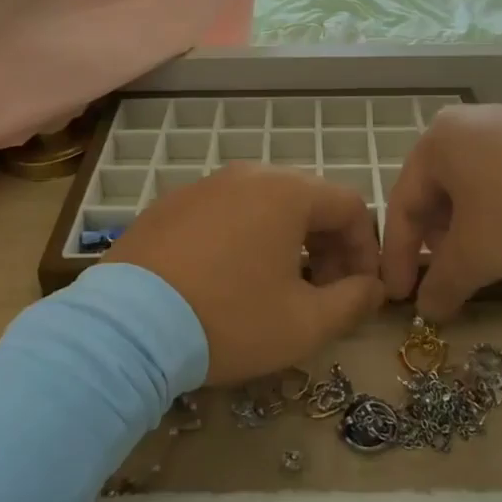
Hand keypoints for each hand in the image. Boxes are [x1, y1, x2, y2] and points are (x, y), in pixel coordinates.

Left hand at [103, 165, 384, 384]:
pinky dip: (242, 239)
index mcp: (287, 192)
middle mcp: (247, 174)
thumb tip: (373, 288)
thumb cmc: (229, 319)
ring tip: (275, 287)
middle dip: (327, 246)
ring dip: (285, 242)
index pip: (350, 206)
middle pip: (307, 201)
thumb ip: (353, 301)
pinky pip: (224, 213)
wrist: (127, 326)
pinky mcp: (169, 204)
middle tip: (322, 292)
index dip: (365, 249)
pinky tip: (226, 280)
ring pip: (264, 205)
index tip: (359, 291)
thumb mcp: (304, 323)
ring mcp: (203, 185)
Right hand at [381, 105, 501, 317]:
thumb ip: (443, 284)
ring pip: (473, 185)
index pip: (403, 204)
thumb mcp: (477, 255)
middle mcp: (469, 123)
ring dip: (468, 230)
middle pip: (437, 192)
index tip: (399, 298)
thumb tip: (427, 310)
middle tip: (446, 279)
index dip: (398, 256)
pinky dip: (501, 212)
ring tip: (484, 261)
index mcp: (438, 140)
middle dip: (436, 241)